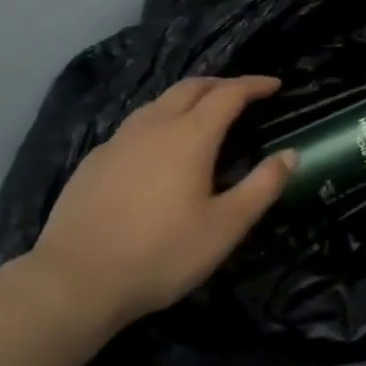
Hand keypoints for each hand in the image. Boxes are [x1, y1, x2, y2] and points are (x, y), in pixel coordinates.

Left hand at [26, 76, 294, 332]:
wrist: (73, 282)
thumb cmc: (160, 253)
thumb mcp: (225, 227)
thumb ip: (262, 187)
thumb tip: (292, 153)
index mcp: (191, 135)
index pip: (229, 93)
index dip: (254, 85)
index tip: (275, 85)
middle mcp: (155, 125)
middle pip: (192, 87)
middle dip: (221, 84)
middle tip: (242, 94)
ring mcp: (119, 141)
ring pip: (160, 102)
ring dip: (188, 98)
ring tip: (202, 115)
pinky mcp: (94, 161)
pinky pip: (136, 125)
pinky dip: (160, 121)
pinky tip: (157, 148)